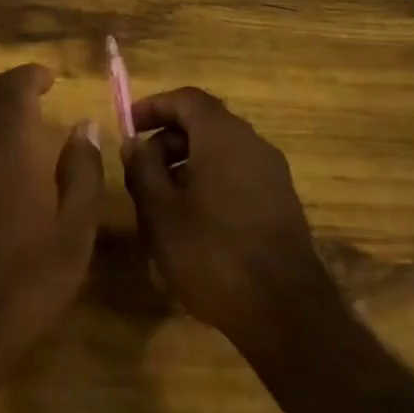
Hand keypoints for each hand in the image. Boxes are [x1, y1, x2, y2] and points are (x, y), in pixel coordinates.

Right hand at [121, 87, 330, 347]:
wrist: (285, 314)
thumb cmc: (212, 253)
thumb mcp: (159, 212)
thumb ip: (142, 168)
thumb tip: (135, 143)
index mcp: (223, 136)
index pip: (186, 98)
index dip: (154, 106)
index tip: (128, 126)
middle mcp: (252, 144)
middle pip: (204, 123)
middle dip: (168, 140)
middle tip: (140, 171)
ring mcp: (272, 173)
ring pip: (221, 151)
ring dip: (187, 165)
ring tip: (161, 202)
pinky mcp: (281, 203)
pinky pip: (238, 175)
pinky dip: (210, 182)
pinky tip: (194, 222)